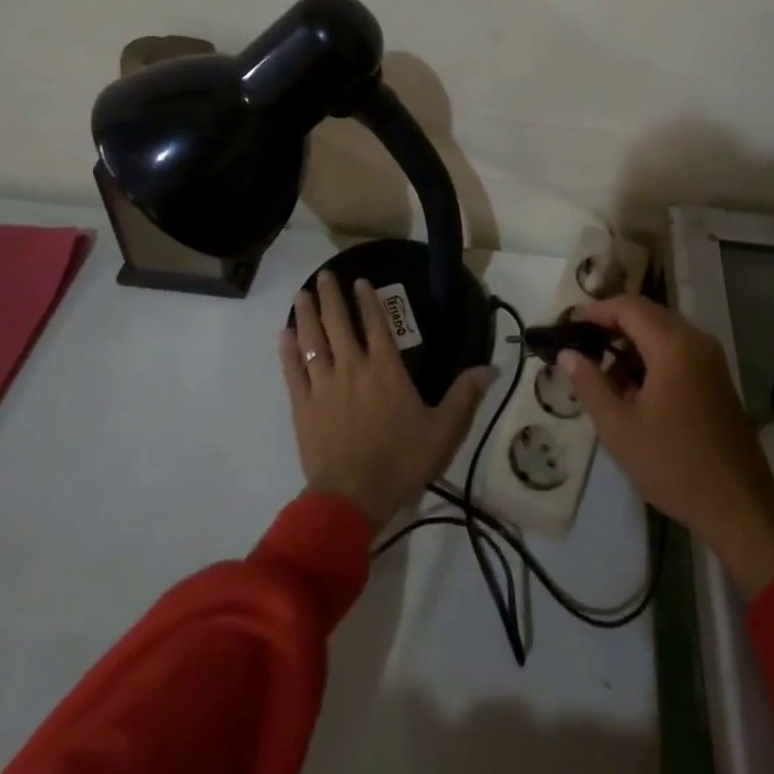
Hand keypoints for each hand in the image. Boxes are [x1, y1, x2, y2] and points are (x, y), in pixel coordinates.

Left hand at [279, 272, 493, 530]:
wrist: (352, 497)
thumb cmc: (402, 461)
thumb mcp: (444, 431)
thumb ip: (464, 396)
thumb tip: (489, 367)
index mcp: (386, 369)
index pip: (377, 324)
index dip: (368, 300)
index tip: (360, 281)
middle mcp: (353, 367)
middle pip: (339, 324)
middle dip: (331, 297)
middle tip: (324, 275)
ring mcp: (324, 385)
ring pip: (312, 341)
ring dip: (307, 315)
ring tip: (301, 295)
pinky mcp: (303, 406)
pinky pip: (293, 371)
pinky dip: (288, 351)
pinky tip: (283, 335)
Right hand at [559, 296, 773, 597]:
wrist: (740, 506)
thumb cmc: (674, 466)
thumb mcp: (619, 429)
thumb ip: (589, 384)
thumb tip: (567, 353)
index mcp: (672, 345)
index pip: (627, 306)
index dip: (595, 312)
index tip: (567, 327)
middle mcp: (695, 339)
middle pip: (646, 313)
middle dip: (611, 325)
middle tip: (580, 348)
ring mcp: (710, 357)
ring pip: (662, 330)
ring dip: (631, 342)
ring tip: (602, 374)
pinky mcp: (716, 375)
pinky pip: (677, 348)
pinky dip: (651, 355)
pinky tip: (633, 388)